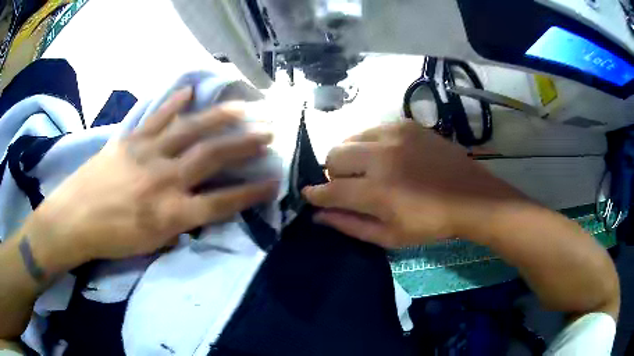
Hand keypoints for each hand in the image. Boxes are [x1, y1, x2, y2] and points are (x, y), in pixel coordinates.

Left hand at [29, 88, 277, 261]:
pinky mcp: (130, 140)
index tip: (274, 181)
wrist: (74, 219)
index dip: (251, 192)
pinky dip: (174, 103)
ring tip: (243, 106)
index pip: (222, 202)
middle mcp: (165, 180)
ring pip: (190, 131)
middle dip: (245, 145)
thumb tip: (196, 211)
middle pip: (212, 157)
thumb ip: (178, 226)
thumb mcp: (150, 245)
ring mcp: (147, 154)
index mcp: (171, 214)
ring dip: (220, 118)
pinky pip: (157, 117)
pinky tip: (189, 91)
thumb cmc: (112, 239)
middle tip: (269, 132)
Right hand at [303, 122, 527, 247]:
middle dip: (332, 173)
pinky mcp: (407, 124)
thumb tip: (318, 215)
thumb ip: (350, 225)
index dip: (314, 194)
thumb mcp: (390, 237)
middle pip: (333, 155)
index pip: (329, 189)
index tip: (310, 195)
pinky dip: (369, 144)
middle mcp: (381, 157)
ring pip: (350, 138)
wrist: (471, 197)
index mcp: (377, 191)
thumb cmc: (431, 224)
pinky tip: (385, 156)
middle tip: (348, 185)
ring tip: (366, 169)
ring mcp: (395, 135)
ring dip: (350, 156)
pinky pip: (372, 129)